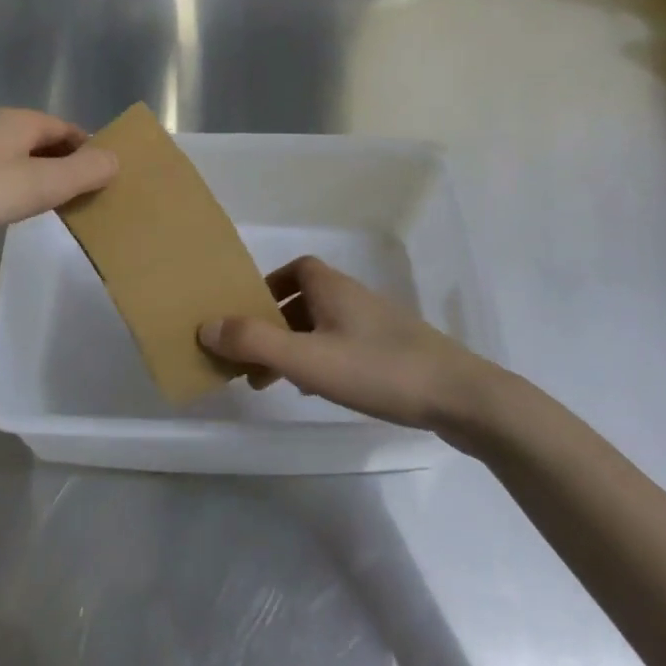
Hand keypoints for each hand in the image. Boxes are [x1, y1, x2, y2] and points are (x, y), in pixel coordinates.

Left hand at [0, 109, 118, 242]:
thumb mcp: (42, 185)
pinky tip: (11, 207)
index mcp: (22, 120)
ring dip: (40, 176)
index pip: (69, 130)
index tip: (105, 180)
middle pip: (45, 141)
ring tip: (53, 206)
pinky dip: (14, 184)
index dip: (90, 151)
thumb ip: (84, 172)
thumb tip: (116, 159)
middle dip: (66, 165)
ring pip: (19, 156)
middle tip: (84, 198)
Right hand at [199, 256, 493, 431]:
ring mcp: (378, 326)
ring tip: (274, 381)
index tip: (247, 315)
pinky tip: (317, 390)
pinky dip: (321, 361)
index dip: (268, 285)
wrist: (460, 397)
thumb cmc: (378, 369)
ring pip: (324, 327)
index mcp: (333, 288)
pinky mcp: (394, 353)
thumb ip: (255, 342)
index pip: (296, 268)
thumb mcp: (307, 358)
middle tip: (251, 357)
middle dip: (274, 324)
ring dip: (295, 346)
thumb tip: (205, 326)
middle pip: (305, 300)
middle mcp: (354, 298)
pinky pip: (344, 347)